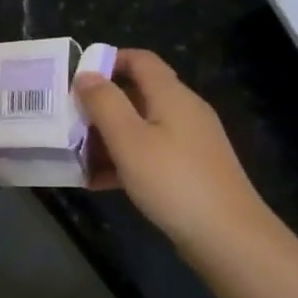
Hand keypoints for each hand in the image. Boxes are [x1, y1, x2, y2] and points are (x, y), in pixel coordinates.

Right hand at [73, 50, 270, 257]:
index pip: (140, 60)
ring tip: (76, 156)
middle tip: (68, 122)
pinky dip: (124, 160)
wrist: (228, 237)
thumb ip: (104, 103)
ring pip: (140, 127)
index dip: (108, 60)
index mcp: (172, 96)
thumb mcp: (129, 140)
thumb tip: (86, 74)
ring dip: (107, 137)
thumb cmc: (173, 181)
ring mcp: (189, 142)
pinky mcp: (189, 169)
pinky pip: (150, 153)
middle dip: (100, 105)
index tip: (76, 78)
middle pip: (137, 94)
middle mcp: (184, 111)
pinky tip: (99, 182)